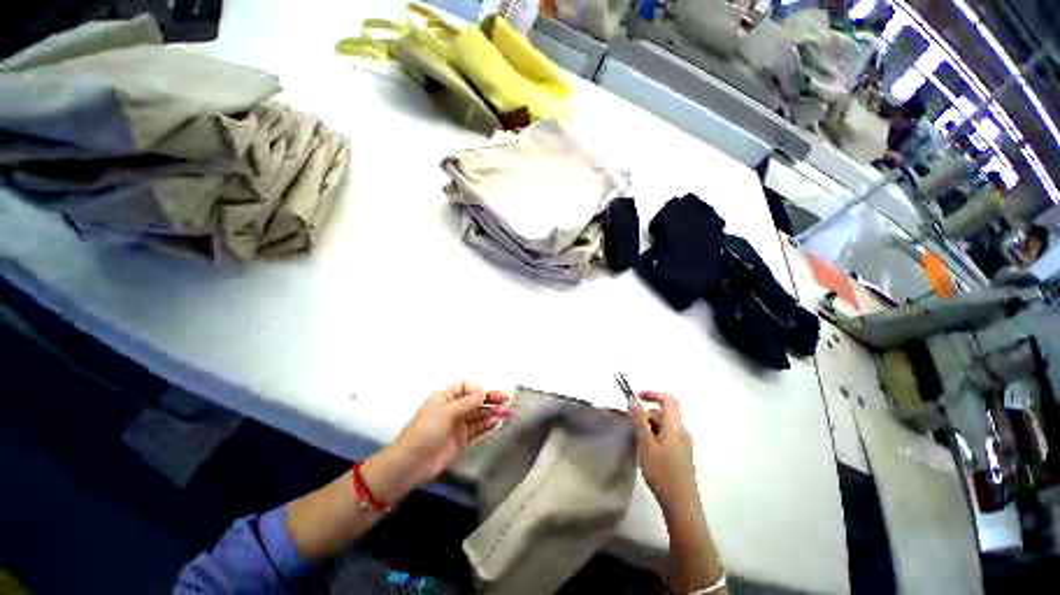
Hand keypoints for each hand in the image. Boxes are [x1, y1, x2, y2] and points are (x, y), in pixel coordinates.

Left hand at [363, 383, 511, 502]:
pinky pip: (478, 428)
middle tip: (508, 401)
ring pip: (479, 414)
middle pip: (476, 400)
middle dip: (491, 400)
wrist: (410, 464)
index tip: (490, 393)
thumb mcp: (445, 412)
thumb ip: (467, 403)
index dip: (479, 389)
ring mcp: (458, 424)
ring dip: (493, 412)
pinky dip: (488, 425)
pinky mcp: (462, 439)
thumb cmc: (425, 431)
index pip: (466, 387)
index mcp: (445, 397)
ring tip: (508, 412)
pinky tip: (498, 422)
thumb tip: (484, 391)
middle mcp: (453, 408)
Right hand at [628, 391, 700, 517]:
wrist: (682, 506)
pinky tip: (645, 453)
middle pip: (663, 413)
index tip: (636, 397)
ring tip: (636, 442)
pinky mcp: (681, 456)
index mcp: (675, 427)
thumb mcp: (646, 444)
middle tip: (630, 426)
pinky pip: (665, 437)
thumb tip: (633, 399)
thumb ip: (639, 420)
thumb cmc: (662, 473)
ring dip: (648, 427)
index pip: (668, 400)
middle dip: (645, 414)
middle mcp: (682, 432)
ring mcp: (683, 445)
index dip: (652, 394)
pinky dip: (653, 437)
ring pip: (663, 426)